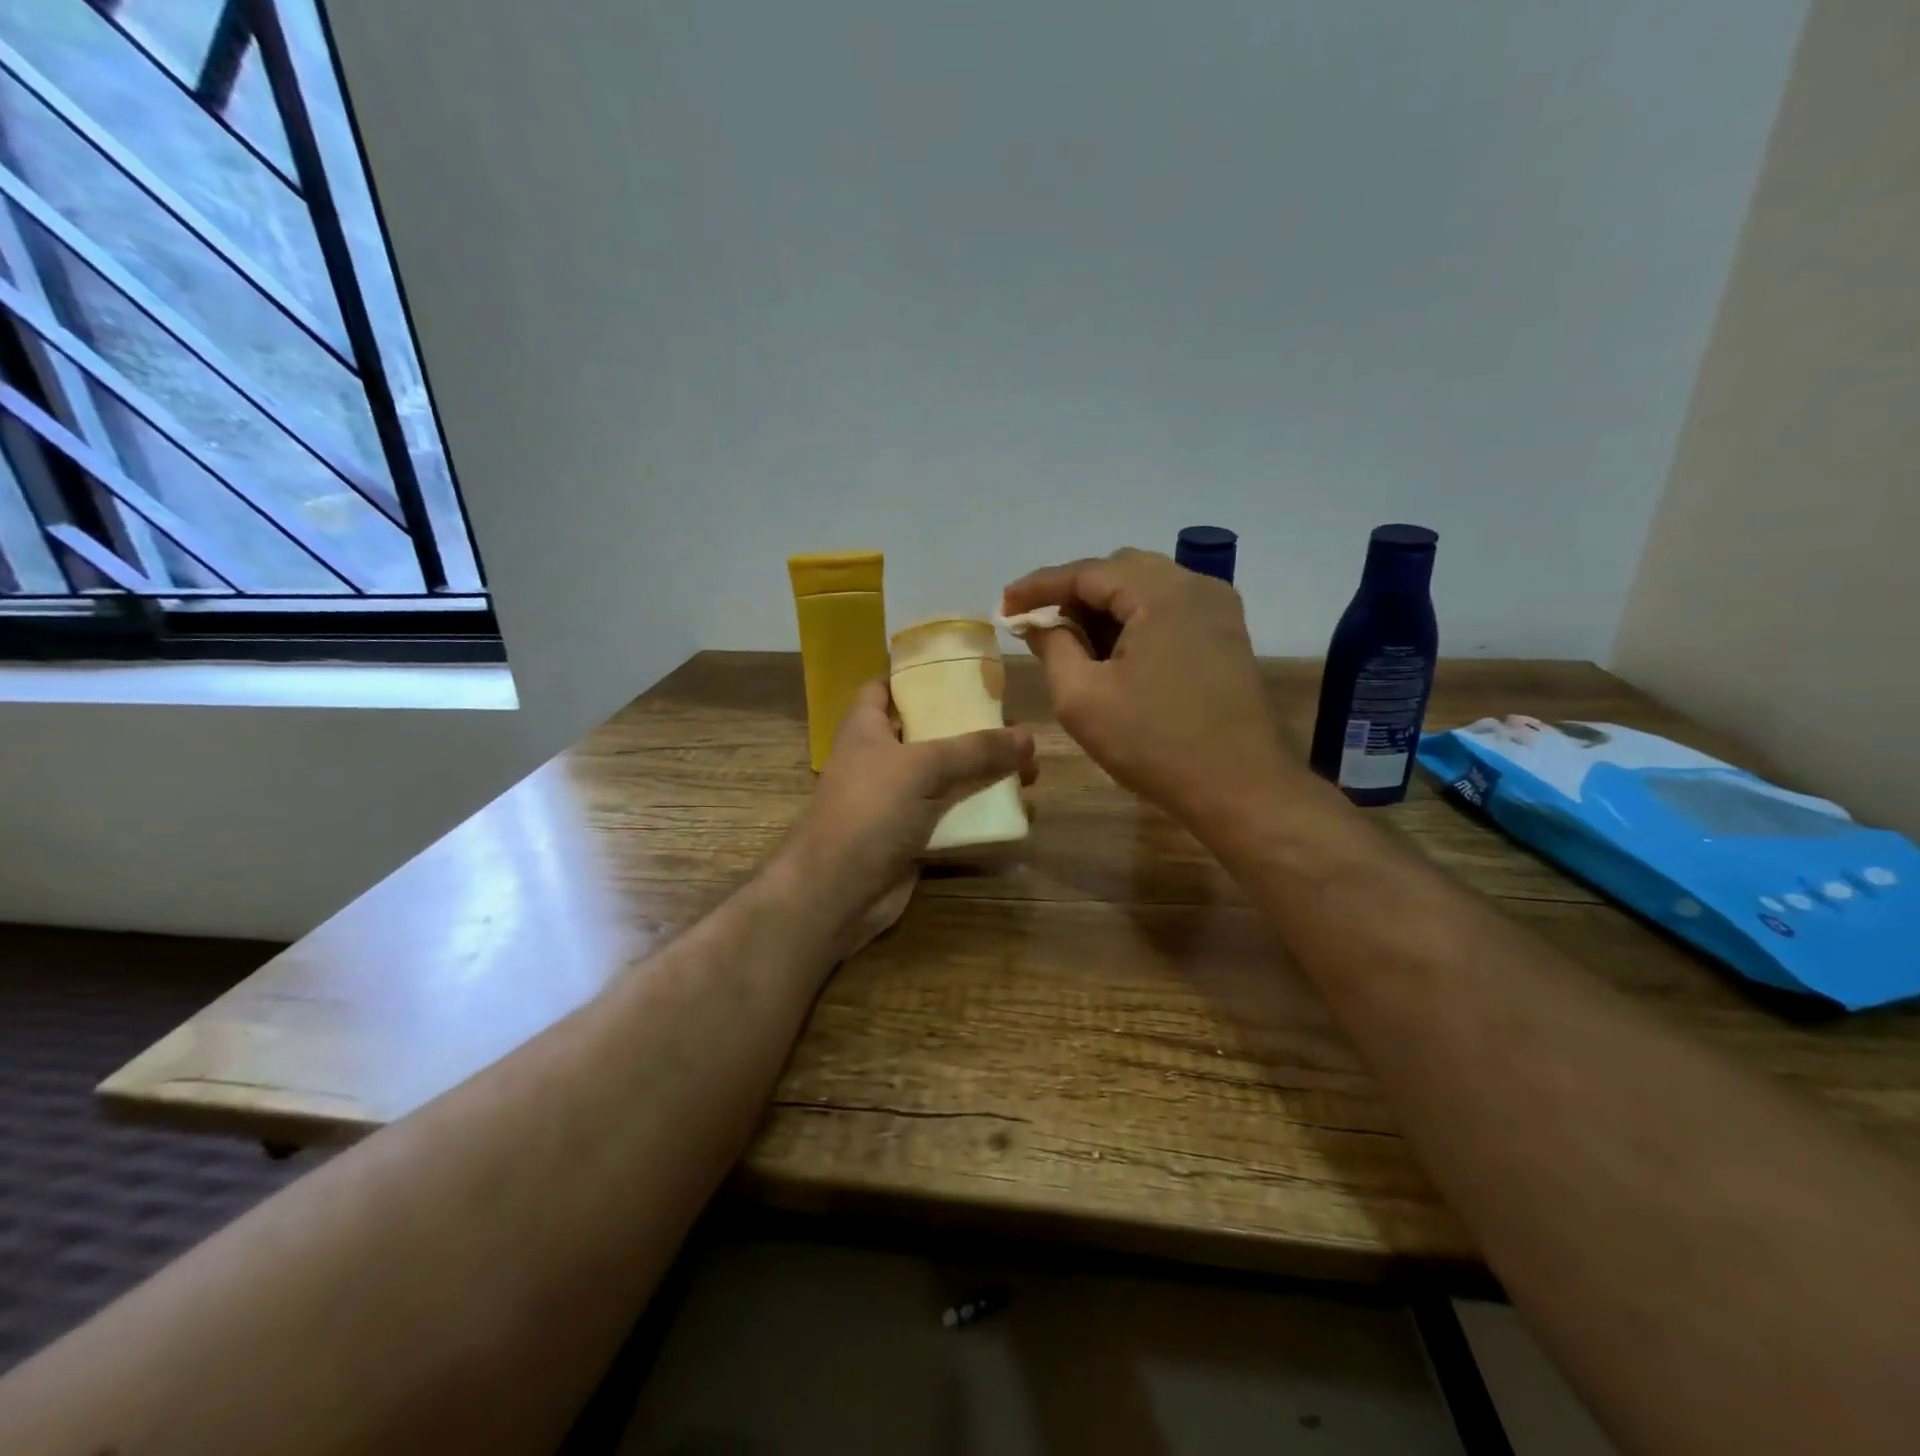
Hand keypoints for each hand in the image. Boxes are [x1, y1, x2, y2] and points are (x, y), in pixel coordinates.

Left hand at [772, 679, 1035, 959]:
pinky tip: (1018, 813)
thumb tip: (1028, 736)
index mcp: (867, 728)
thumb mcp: (922, 767)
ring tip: (1031, 774)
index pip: (886, 687)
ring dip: (985, 775)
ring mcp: (896, 800)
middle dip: (973, 731)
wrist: (838, 891)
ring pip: (947, 778)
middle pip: (930, 733)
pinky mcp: (912, 836)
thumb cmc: (870, 810)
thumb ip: (975, 749)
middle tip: (1017, 730)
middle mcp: (881, 759)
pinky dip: (981, 814)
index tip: (962, 672)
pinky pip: (952, 817)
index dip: (917, 677)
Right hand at [1002, 549, 1289, 830]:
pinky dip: (1134, 620)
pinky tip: (1112, 651)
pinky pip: (1169, 609)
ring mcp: (1218, 609)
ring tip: (1070, 640)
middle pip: (1119, 572)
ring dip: (1103, 608)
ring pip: (1146, 589)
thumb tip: (1040, 623)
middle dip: (1072, 594)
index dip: (1038, 587)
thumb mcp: (1082, 698)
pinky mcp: (1226, 634)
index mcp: (1161, 593)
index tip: (1004, 606)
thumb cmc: (1154, 744)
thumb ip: (1053, 647)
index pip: (1087, 572)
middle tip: (1037, 624)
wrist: (1240, 788)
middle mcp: (1196, 586)